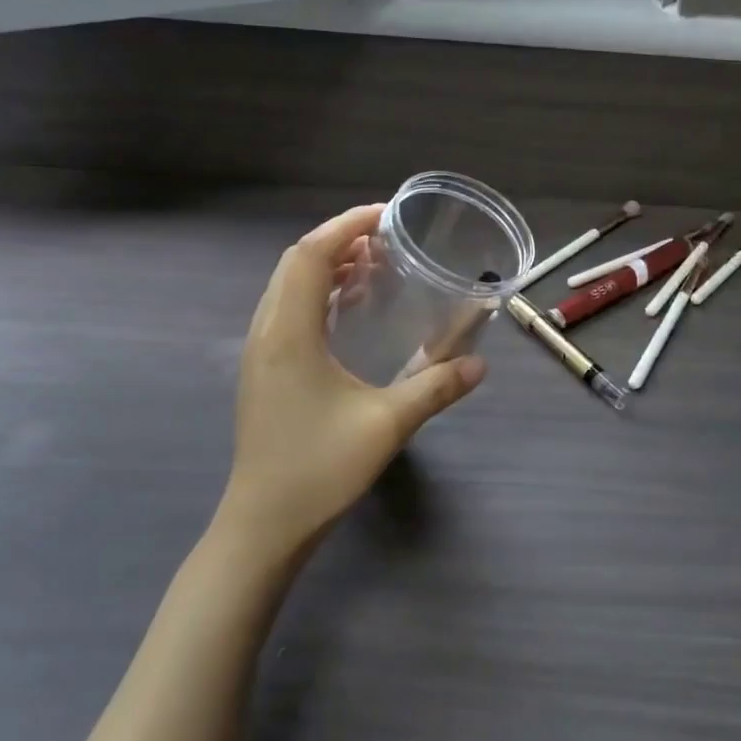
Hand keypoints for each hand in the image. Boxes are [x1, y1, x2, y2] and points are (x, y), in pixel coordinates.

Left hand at [218, 205, 485, 559]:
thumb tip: (480, 365)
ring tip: (373, 264)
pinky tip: (348, 309)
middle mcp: (267, 332)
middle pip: (296, 263)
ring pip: (288, 286)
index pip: (311, 256)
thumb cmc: (319, 469)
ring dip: (327, 265)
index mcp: (290, 334)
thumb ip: (435, 388)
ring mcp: (261, 352)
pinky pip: (288, 310)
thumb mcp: (386, 425)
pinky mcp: (264, 371)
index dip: (347, 226)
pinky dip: (318, 293)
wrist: (263, 525)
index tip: (387, 216)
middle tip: (387, 238)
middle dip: (340, 240)